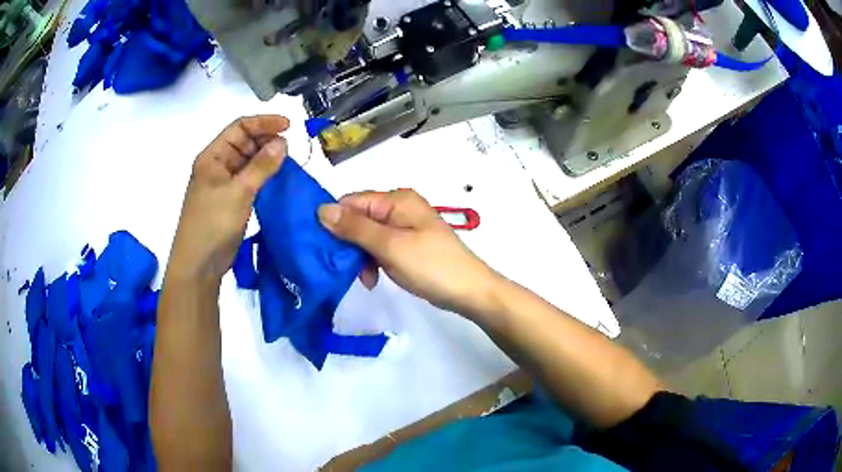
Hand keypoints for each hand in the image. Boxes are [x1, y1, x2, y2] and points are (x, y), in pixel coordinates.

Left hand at [167, 116, 288, 284]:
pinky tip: (279, 179)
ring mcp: (224, 183)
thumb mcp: (239, 191)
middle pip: (245, 142)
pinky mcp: (231, 200)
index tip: (289, 126)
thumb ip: (261, 166)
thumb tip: (283, 142)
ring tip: (289, 162)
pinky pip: (250, 180)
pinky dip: (265, 176)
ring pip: (249, 161)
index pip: (239, 127)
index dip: (264, 122)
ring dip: (267, 159)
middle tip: (291, 148)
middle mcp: (218, 165)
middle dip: (267, 140)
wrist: (199, 264)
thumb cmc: (212, 224)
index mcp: (213, 156)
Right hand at [318, 190, 502, 317]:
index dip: (334, 221)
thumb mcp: (390, 246)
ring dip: (360, 257)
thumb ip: (355, 227)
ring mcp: (404, 228)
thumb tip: (322, 209)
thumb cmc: (430, 265)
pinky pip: (380, 248)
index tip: (321, 246)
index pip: (352, 202)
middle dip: (348, 243)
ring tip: (365, 279)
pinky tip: (373, 279)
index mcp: (396, 200)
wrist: (469, 291)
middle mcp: (399, 208)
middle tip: (343, 268)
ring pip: (367, 236)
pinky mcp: (407, 246)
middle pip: (359, 219)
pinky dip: (373, 262)